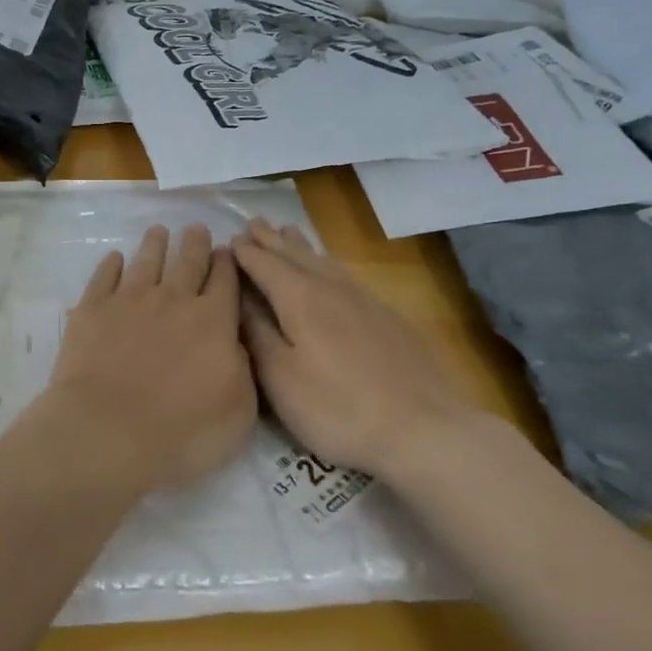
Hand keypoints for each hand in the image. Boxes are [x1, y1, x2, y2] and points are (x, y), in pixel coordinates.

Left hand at [42, 224, 257, 490]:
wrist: (108, 432)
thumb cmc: (183, 431)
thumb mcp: (238, 410)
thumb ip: (243, 368)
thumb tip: (235, 341)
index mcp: (213, 320)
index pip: (225, 281)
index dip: (228, 263)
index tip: (227, 250)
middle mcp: (173, 300)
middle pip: (188, 262)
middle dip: (195, 243)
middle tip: (196, 227)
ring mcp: (129, 300)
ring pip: (146, 261)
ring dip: (154, 244)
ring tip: (158, 231)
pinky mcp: (92, 310)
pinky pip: (104, 277)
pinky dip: (110, 265)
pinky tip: (113, 258)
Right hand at [231, 219, 479, 477]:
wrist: (422, 428)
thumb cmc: (337, 408)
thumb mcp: (281, 378)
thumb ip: (257, 332)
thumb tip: (239, 297)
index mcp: (300, 299)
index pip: (264, 265)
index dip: (245, 253)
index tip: (229, 241)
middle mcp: (331, 288)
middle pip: (295, 255)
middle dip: (271, 240)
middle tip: (254, 223)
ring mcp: (363, 299)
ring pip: (324, 261)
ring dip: (300, 245)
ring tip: (288, 231)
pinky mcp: (386, 315)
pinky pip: (345, 274)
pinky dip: (327, 262)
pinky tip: (330, 269)